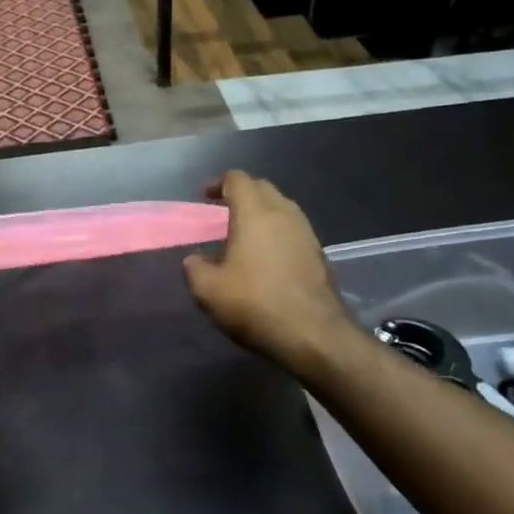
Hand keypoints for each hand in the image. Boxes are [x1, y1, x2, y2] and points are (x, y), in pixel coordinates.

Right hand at [184, 172, 353, 372]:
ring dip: (261, 213)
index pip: (237, 179)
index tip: (205, 198)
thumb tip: (195, 260)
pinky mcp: (318, 253)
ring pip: (281, 207)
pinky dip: (277, 232)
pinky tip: (266, 256)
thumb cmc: (256, 304)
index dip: (218, 183)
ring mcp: (306, 232)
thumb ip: (195, 268)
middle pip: (262, 188)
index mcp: (254, 213)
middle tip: (222, 212)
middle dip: (241, 194)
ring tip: (244, 234)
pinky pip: (293, 229)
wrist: (314, 334)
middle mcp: (283, 213)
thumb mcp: (208, 290)